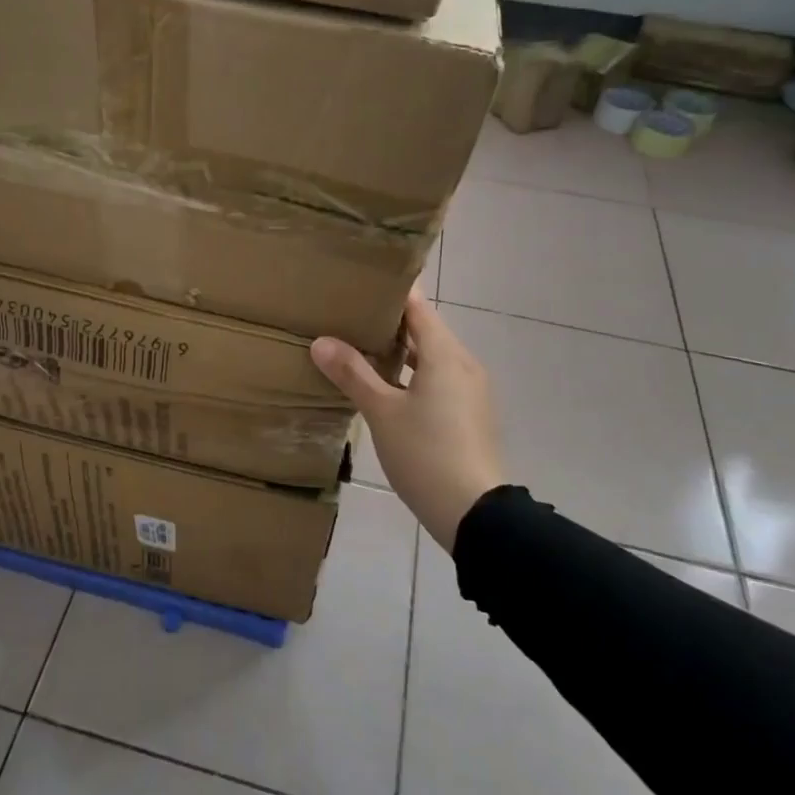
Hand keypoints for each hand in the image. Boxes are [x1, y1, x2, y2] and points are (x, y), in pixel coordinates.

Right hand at [311, 290, 503, 552]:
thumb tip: (321, 342)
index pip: (418, 308)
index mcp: (445, 356)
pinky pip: (439, 380)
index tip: (363, 282)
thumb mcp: (382, 413)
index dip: (393, 293)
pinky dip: (413, 375)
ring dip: (402, 351)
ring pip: (432, 358)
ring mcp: (470, 392)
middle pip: (426, 331)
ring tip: (362, 347)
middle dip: (391, 323)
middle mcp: (463, 365)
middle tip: (351, 314)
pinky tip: (387, 388)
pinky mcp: (469, 415)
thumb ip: (353, 374)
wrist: (473, 512)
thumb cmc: (426, 454)